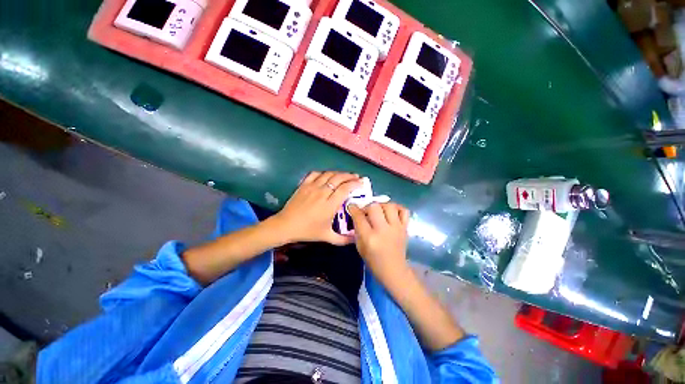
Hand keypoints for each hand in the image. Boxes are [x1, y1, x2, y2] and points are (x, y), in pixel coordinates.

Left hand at [272, 171, 361, 244]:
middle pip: (339, 178)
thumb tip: (356, 240)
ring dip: (339, 173)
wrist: (286, 225)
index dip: (355, 184)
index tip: (361, 183)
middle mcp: (322, 193)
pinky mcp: (304, 185)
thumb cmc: (308, 231)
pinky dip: (324, 173)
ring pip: (328, 174)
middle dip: (350, 176)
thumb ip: (343, 239)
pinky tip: (327, 175)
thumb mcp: (327, 237)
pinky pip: (316, 174)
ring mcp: (312, 187)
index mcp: (329, 205)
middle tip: (356, 177)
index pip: (345, 189)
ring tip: (345, 175)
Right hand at [348, 202, 410, 285]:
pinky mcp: (405, 228)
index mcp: (370, 238)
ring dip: (381, 205)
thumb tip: (357, 215)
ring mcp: (396, 228)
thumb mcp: (360, 247)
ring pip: (389, 206)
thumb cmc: (374, 261)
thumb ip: (358, 230)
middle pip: (374, 207)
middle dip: (367, 206)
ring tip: (379, 210)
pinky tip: (391, 212)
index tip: (351, 206)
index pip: (359, 217)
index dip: (353, 209)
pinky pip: (404, 211)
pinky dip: (397, 208)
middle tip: (366, 211)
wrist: (394, 270)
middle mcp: (383, 230)